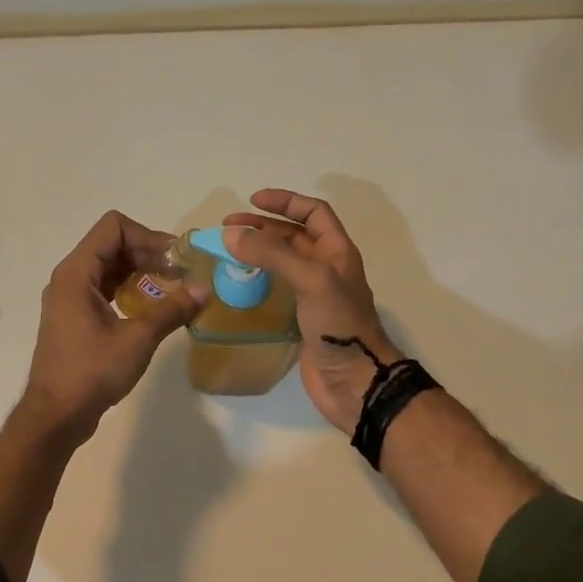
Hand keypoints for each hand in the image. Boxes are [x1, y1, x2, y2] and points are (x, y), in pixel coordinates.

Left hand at [22, 211, 197, 437]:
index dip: (147, 236)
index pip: (113, 227)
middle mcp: (69, 278)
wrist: (56, 416)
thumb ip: (171, 310)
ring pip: (109, 267)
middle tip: (181, 274)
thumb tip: (204, 290)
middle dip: (148, 253)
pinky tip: (151, 307)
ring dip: (140, 271)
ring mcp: (70, 298)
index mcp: (77, 273)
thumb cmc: (92, 372)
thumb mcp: (138, 339)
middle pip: (111, 244)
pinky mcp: (75, 317)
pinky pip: (104, 288)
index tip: (174, 260)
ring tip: (172, 288)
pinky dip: (129, 289)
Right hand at [224, 189, 402, 432]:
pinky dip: (257, 282)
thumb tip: (231, 235)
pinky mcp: (302, 320)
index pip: (313, 213)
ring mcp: (314, 296)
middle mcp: (327, 269)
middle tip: (228, 229)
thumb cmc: (339, 324)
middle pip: (294, 236)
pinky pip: (277, 291)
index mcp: (337, 252)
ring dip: (258, 253)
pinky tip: (238, 285)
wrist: (355, 380)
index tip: (252, 200)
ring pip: (283, 264)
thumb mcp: (311, 279)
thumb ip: (273, 254)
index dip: (285, 202)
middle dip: (262, 228)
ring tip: (228, 253)